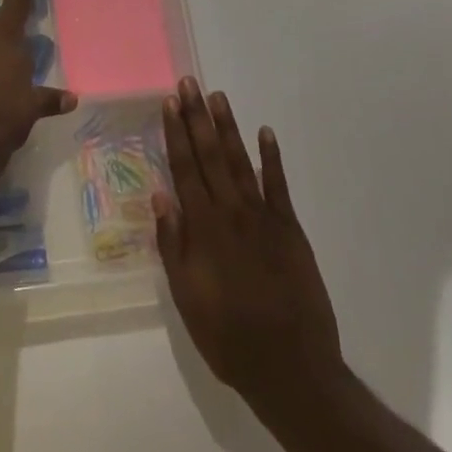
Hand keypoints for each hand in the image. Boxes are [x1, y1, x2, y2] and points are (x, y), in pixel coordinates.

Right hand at [155, 79, 344, 421]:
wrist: (291, 368)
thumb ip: (173, 243)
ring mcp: (264, 218)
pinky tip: (266, 133)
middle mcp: (231, 212)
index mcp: (203, 228)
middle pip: (210, 155)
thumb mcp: (186, 297)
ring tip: (217, 97)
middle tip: (189, 84)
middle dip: (197, 117)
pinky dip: (272, 158)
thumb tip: (160, 195)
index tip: (169, 102)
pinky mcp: (291, 229)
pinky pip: (279, 185)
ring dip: (228, 128)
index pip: (185, 168)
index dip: (176, 133)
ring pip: (241, 162)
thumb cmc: (228, 336)